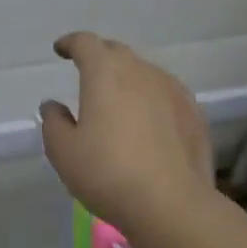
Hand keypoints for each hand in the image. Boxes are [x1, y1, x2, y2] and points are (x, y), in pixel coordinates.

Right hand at [39, 33, 212, 232]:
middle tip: (87, 73)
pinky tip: (147, 120)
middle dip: (99, 57)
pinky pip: (165, 93)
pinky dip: (150, 98)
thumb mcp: (63, 152)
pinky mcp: (193, 113)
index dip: (71, 43)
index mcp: (105, 72)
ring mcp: (172, 90)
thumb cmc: (108, 173)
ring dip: (127, 78)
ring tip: (118, 100)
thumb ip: (53, 122)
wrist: (172, 204)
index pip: (85, 43)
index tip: (61, 50)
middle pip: (117, 52)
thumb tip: (53, 105)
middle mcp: (140, 71)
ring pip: (144, 72)